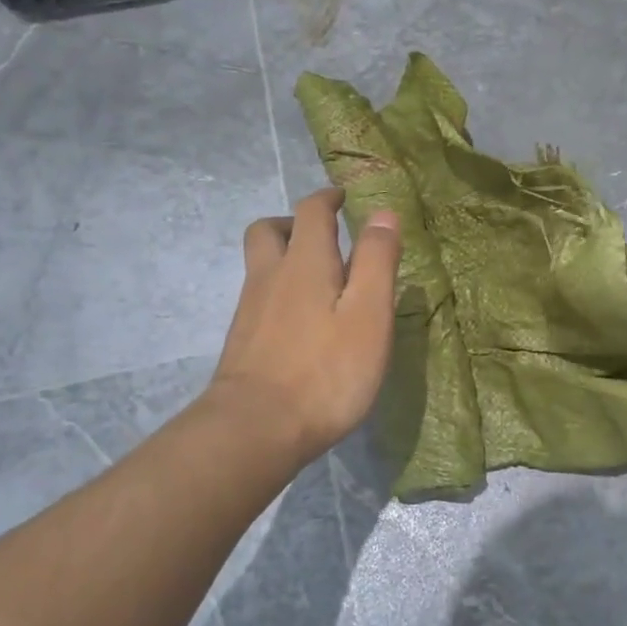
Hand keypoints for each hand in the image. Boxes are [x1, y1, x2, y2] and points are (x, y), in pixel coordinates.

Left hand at [205, 188, 401, 462]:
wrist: (255, 428)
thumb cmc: (326, 371)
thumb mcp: (368, 315)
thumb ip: (377, 261)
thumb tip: (384, 213)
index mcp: (305, 262)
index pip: (312, 211)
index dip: (328, 198)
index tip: (343, 197)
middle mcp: (270, 276)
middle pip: (269, 230)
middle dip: (295, 223)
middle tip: (324, 236)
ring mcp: (250, 309)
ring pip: (261, 264)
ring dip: (285, 257)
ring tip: (318, 280)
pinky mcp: (242, 340)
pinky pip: (259, 297)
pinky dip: (279, 292)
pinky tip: (301, 322)